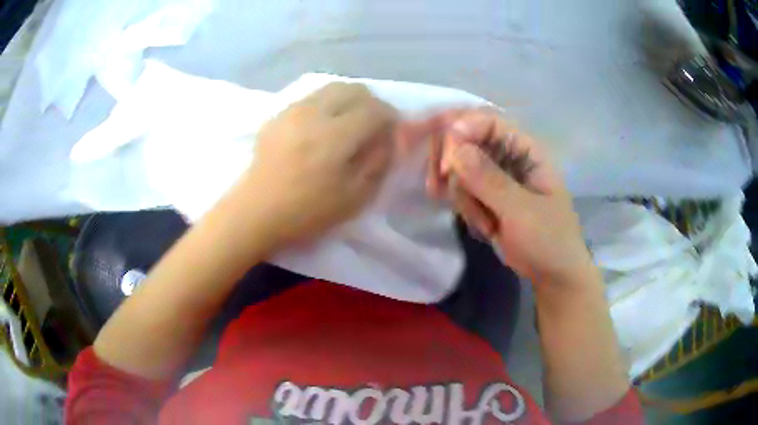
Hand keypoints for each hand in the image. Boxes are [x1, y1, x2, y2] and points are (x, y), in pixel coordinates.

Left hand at [242, 82, 397, 245]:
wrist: (256, 212)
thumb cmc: (306, 212)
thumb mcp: (354, 197)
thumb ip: (379, 161)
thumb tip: (390, 136)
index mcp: (335, 136)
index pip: (375, 109)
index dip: (391, 117)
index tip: (392, 130)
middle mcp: (314, 113)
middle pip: (354, 89)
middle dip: (371, 103)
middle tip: (372, 124)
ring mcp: (293, 110)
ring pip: (331, 88)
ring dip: (348, 100)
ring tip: (348, 122)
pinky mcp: (278, 114)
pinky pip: (311, 97)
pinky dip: (326, 104)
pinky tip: (321, 126)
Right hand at [416, 109, 592, 285]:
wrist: (552, 275)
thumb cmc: (549, 240)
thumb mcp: (522, 211)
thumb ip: (490, 180)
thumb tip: (456, 149)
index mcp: (526, 150)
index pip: (487, 121)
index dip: (462, 131)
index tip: (446, 163)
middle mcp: (508, 156)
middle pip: (466, 139)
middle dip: (452, 165)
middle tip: (440, 189)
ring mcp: (496, 177)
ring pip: (459, 168)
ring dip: (463, 196)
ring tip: (486, 224)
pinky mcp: (486, 196)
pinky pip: (461, 189)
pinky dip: (464, 207)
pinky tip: (482, 227)